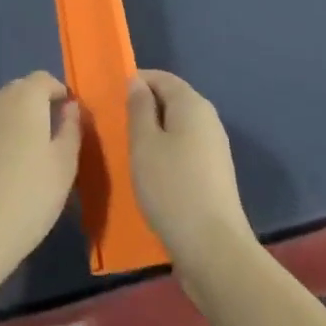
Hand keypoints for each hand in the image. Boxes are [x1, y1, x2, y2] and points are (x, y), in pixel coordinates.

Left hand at [0, 72, 81, 286]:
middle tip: (46, 145)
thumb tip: (70, 107)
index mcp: (23, 97)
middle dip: (34, 110)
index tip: (68, 118)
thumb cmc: (27, 198)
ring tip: (18, 164)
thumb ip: (71, 129)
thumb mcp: (64, 166)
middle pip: (18, 94)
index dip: (59, 94)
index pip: (44, 80)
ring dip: (8, 128)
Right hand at [127, 70, 255, 279]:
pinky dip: (166, 152)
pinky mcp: (214, 174)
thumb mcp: (144, 143)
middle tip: (115, 124)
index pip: (161, 78)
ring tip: (127, 149)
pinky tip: (150, 172)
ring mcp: (215, 148)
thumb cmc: (171, 187)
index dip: (136, 81)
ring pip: (178, 127)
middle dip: (144, 107)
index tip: (110, 96)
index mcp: (192, 104)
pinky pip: (185, 149)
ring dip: (153, 132)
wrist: (213, 248)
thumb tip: (137, 82)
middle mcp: (208, 119)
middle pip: (172, 100)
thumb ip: (139, 108)